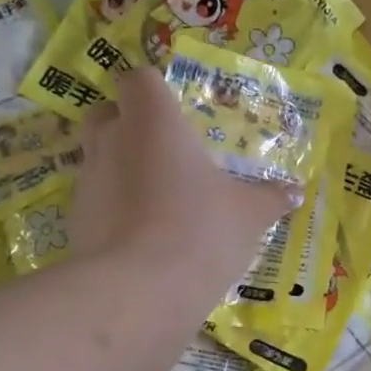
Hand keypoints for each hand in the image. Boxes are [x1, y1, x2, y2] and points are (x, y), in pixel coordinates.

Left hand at [67, 67, 298, 278]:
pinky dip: (113, 211)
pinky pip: (95, 203)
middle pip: (106, 113)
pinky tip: (142, 238)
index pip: (139, 79)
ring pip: (98, 160)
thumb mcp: (249, 215)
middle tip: (164, 152)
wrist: (140, 291)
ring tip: (158, 202)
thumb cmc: (201, 230)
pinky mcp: (74, 222)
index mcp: (153, 121)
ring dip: (121, 171)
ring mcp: (87, 182)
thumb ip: (270, 198)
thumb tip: (295, 192)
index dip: (153, 90)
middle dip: (128, 125)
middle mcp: (111, 140)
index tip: (173, 111)